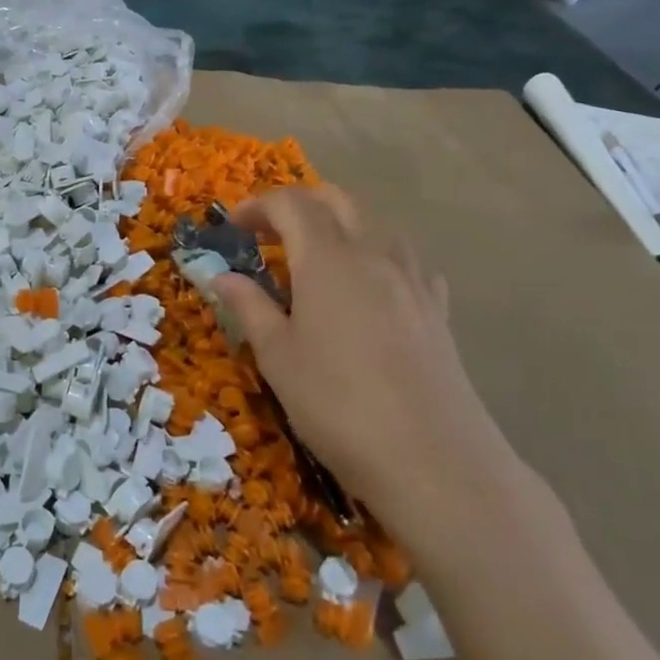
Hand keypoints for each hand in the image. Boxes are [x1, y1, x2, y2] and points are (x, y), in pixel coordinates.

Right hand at [211, 186, 510, 542]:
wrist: (433, 460)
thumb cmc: (338, 405)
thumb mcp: (278, 357)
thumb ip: (249, 307)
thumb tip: (221, 276)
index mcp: (327, 259)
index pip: (291, 204)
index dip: (258, 205)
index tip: (233, 226)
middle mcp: (373, 254)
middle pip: (338, 200)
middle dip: (300, 203)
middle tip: (270, 233)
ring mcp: (413, 279)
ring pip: (376, 222)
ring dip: (340, 223)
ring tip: (316, 257)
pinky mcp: (437, 308)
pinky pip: (405, 257)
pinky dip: (377, 253)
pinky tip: (370, 286)